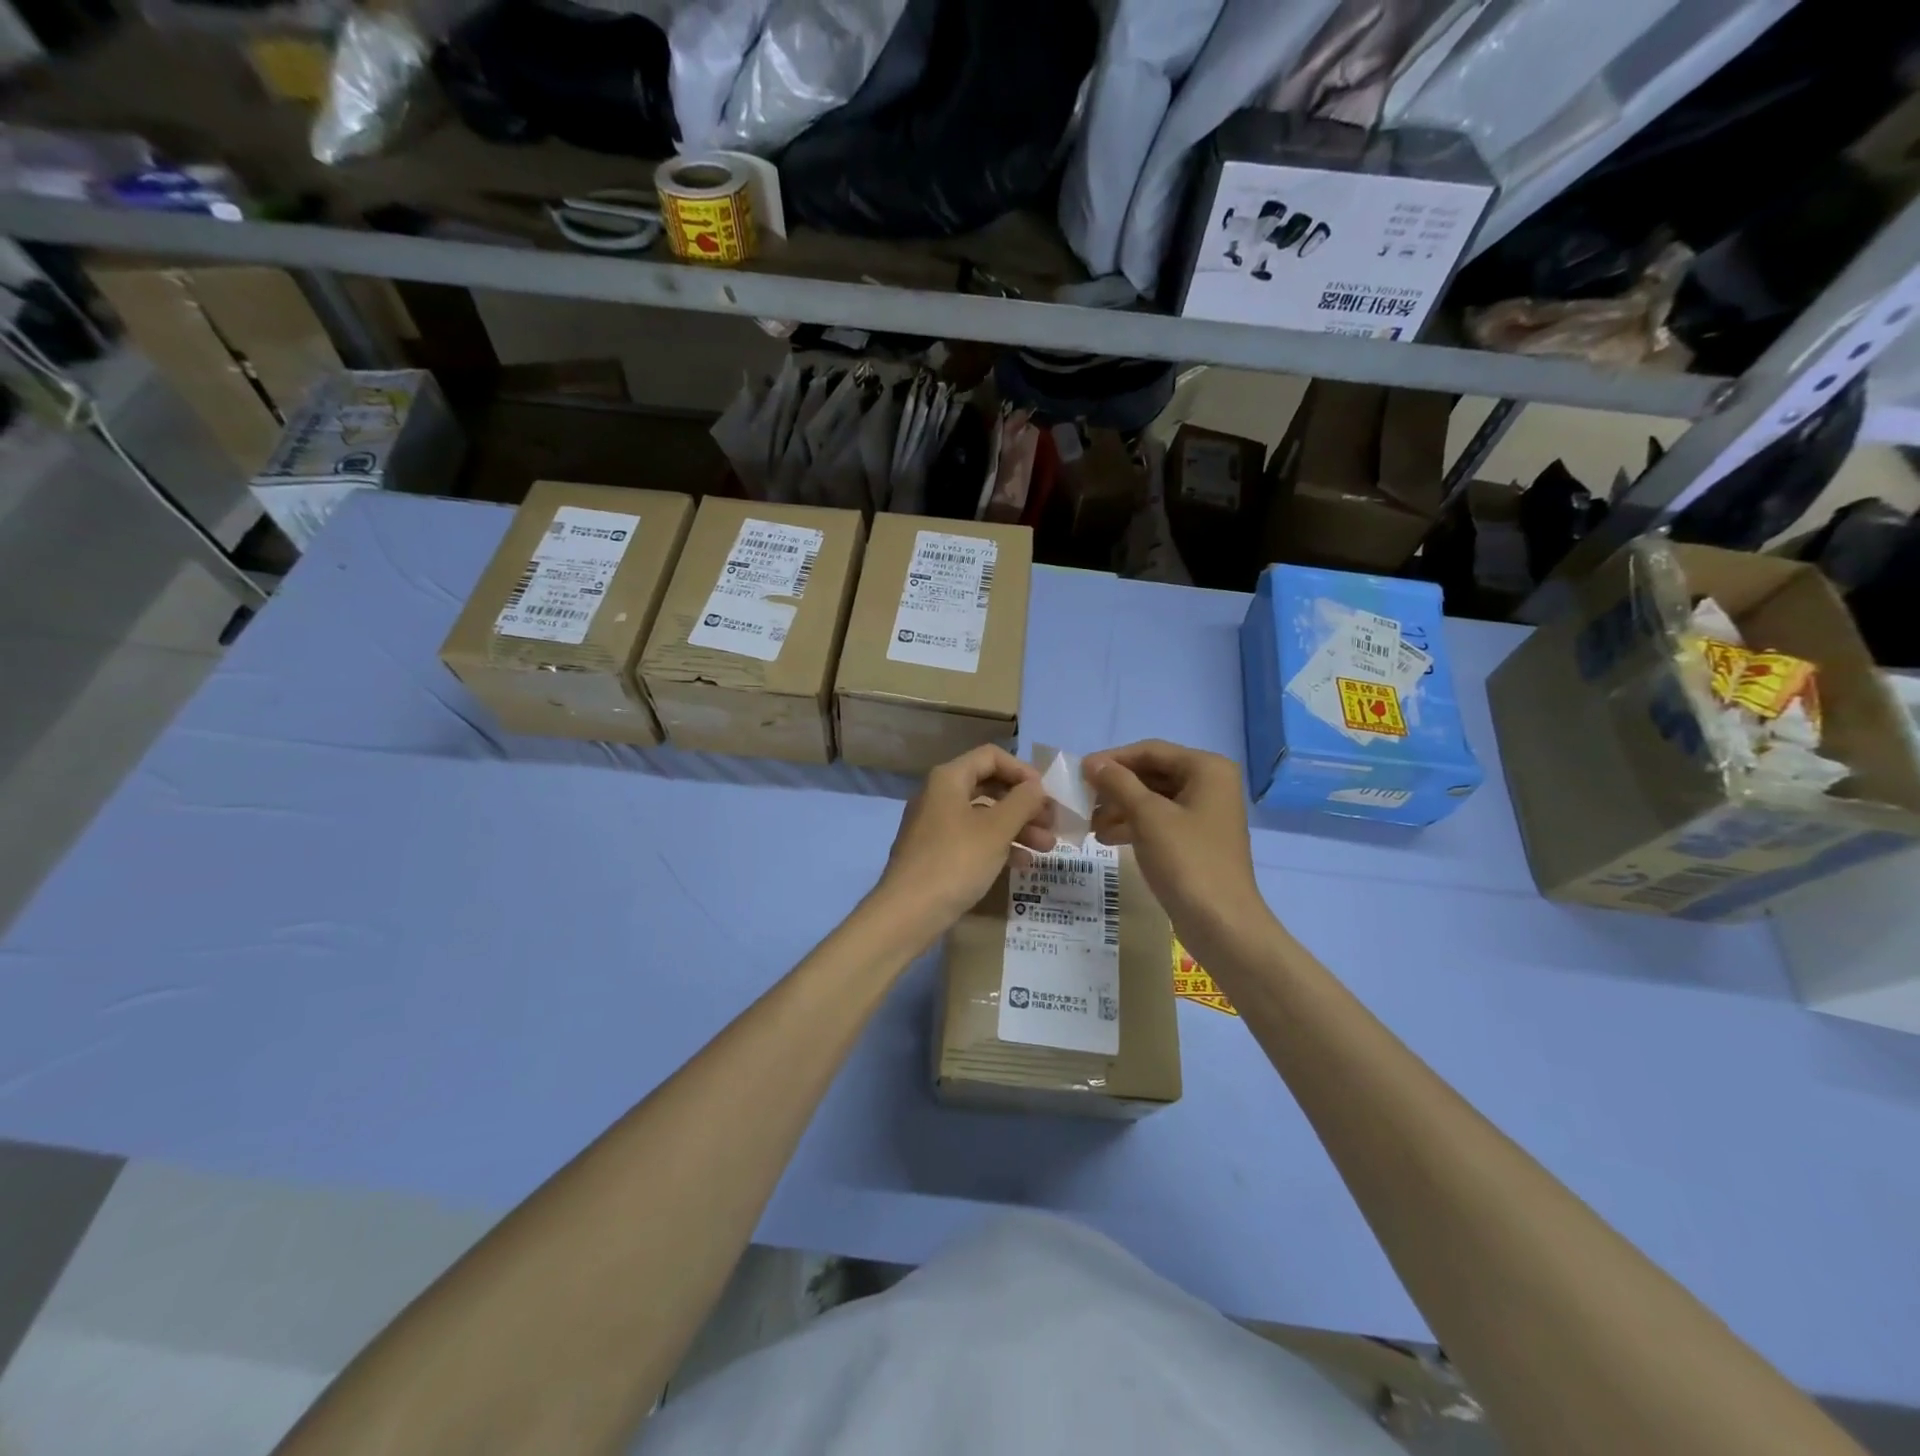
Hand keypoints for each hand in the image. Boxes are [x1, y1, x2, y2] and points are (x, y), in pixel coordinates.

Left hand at [874, 745, 1054, 930]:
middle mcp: (939, 795)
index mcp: (948, 779)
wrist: (907, 913)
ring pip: (983, 816)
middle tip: (1052, 824)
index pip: (991, 756)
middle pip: (989, 786)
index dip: (1022, 771)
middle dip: (1024, 804)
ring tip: (1046, 848)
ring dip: (1017, 827)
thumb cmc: (955, 862)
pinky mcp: (935, 853)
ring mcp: (935, 825)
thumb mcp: (996, 830)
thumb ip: (1022, 802)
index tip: (1046, 794)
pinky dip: (998, 845)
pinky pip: (973, 838)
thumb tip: (1036, 786)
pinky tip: (1023, 864)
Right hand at [1082, 740, 1268, 939]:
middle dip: (1116, 787)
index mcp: (1207, 769)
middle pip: (1152, 774)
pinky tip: (1106, 838)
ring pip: (1153, 799)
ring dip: (1120, 808)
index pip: (1150, 751)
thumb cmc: (1187, 861)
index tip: (1079, 772)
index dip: (1112, 759)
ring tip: (1089, 824)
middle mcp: (1210, 784)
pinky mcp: (1197, 840)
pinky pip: (1160, 821)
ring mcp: (1205, 814)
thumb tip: (1091, 762)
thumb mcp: (1147, 816)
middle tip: (1081, 799)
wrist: (1221, 924)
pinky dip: (1134, 825)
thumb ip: (1118, 783)